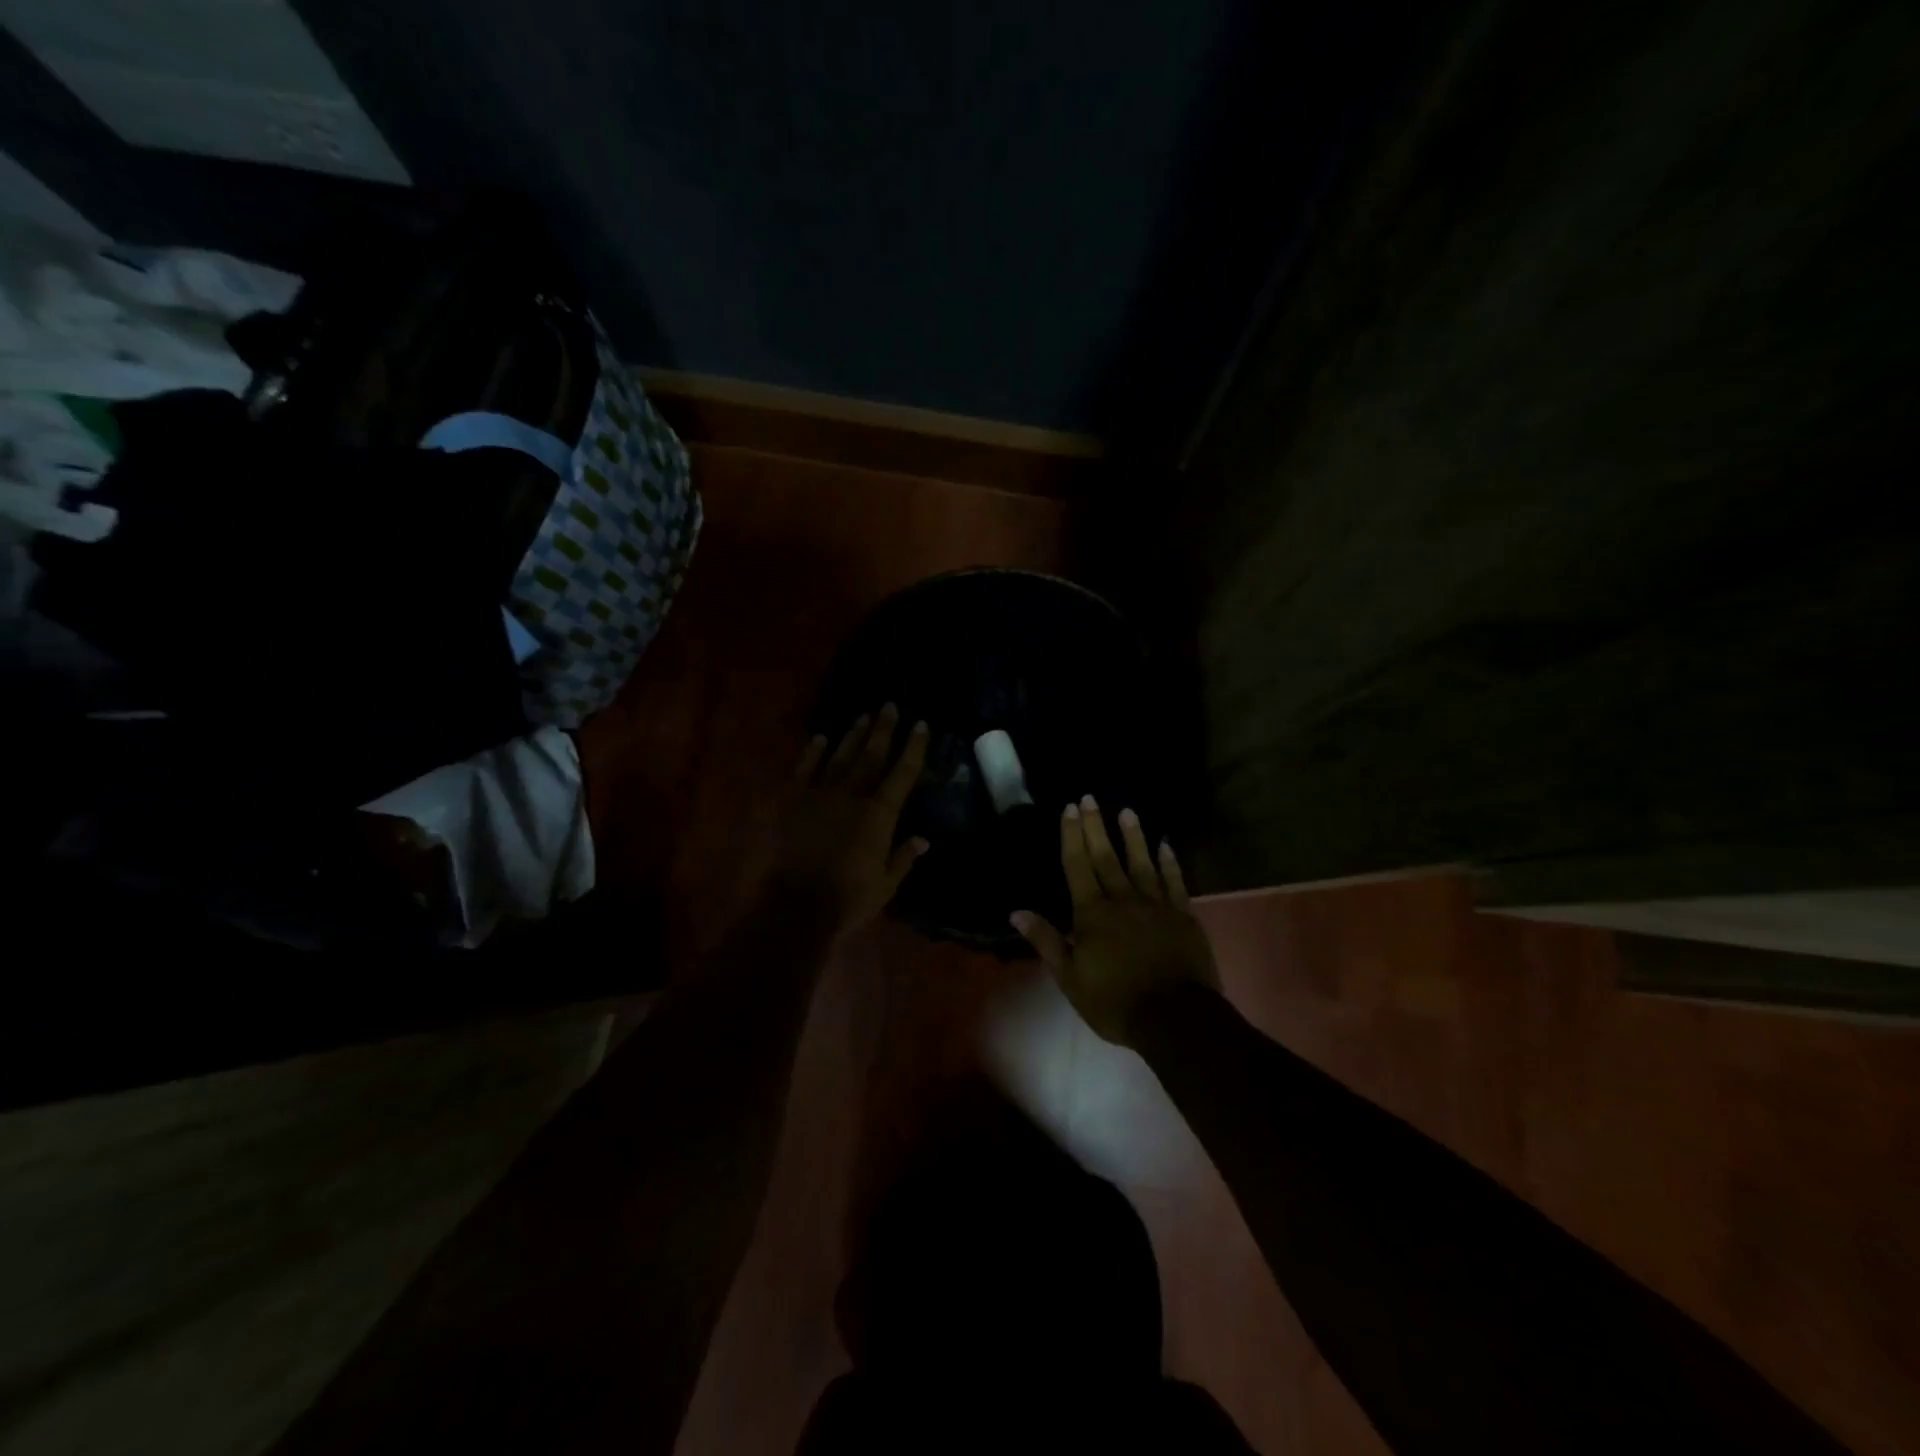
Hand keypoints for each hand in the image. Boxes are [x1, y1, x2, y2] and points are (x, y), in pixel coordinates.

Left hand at [768, 704, 930, 935]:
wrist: (794, 906)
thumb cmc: (847, 900)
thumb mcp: (886, 885)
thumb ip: (904, 857)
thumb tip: (923, 838)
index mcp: (879, 814)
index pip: (903, 772)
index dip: (913, 747)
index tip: (920, 724)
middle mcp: (852, 794)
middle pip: (872, 755)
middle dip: (883, 729)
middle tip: (889, 706)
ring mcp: (819, 794)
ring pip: (841, 756)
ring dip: (853, 735)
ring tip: (863, 716)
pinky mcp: (791, 800)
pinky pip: (804, 768)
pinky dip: (813, 751)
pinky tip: (821, 737)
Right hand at [1011, 797, 1218, 1047]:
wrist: (1175, 1019)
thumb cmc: (1115, 1001)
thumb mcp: (1070, 978)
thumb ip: (1046, 941)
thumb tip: (1017, 912)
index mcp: (1092, 913)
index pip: (1077, 865)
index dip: (1072, 835)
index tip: (1069, 808)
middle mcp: (1122, 899)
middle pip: (1106, 856)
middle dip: (1096, 826)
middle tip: (1090, 798)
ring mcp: (1156, 904)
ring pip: (1141, 862)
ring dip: (1133, 836)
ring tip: (1127, 811)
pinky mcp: (1183, 915)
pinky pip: (1174, 881)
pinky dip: (1169, 862)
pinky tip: (1165, 845)